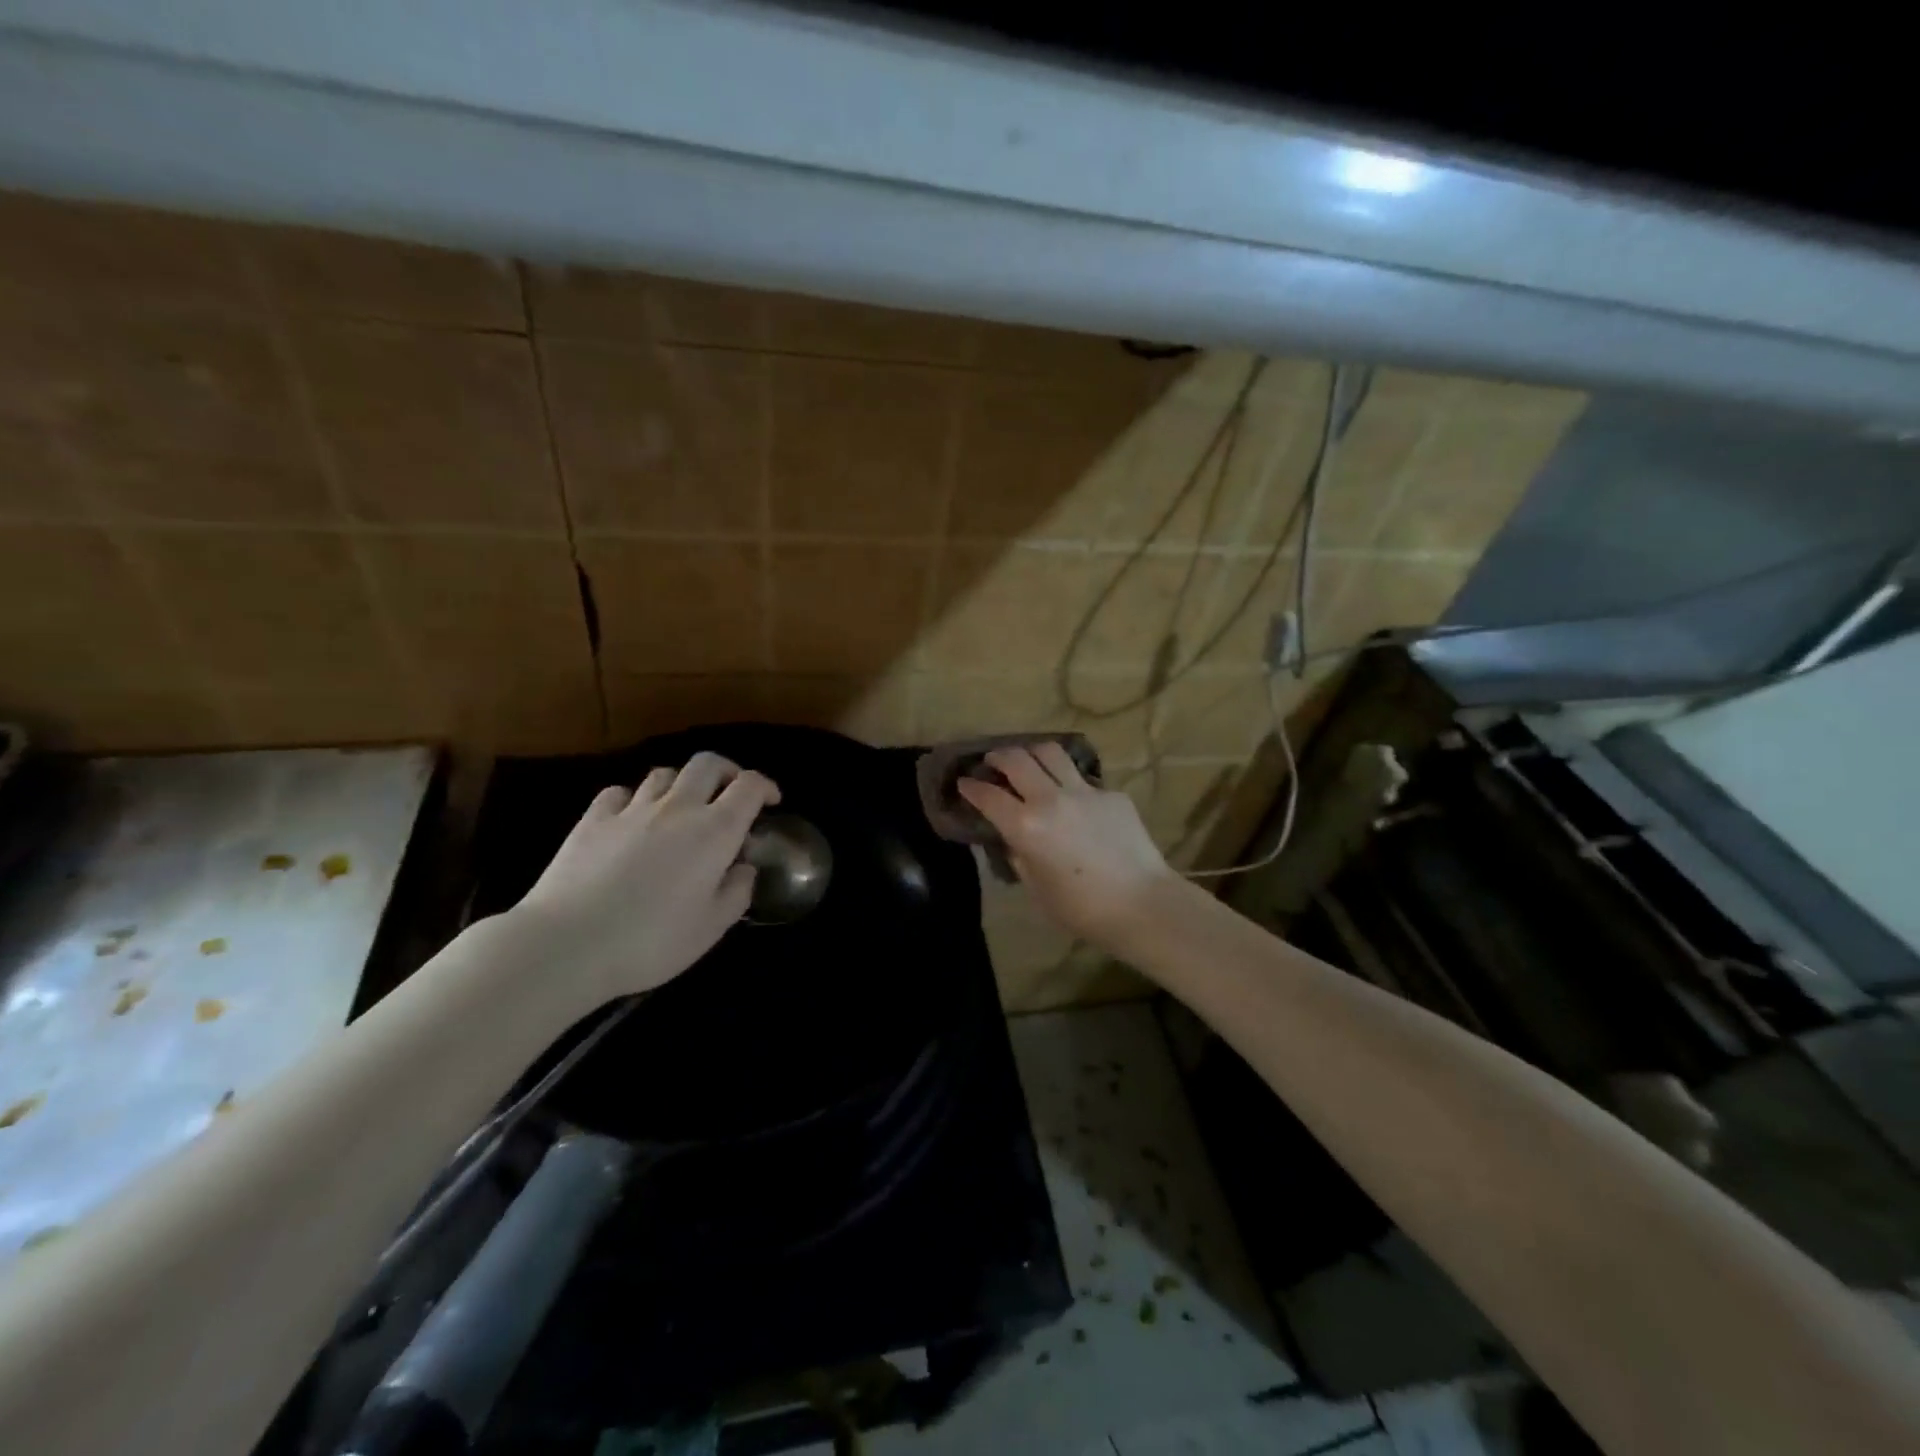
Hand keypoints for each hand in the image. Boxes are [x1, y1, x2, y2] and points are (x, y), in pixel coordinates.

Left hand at [514, 753, 779, 1005]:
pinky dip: (633, 799)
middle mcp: (678, 808)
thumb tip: (743, 868)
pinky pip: (620, 793)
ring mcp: (632, 810)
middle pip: (708, 764)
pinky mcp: (592, 820)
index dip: (766, 787)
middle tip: (730, 794)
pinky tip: (632, 819)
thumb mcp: (711, 928)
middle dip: (727, 772)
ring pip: (664, 774)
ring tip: (681, 809)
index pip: (750, 786)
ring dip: (681, 785)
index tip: (771, 803)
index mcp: (715, 831)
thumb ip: (737, 892)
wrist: (567, 944)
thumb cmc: (651, 941)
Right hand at [956, 744, 1180, 949]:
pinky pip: (1083, 779)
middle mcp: (1051, 799)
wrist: (1143, 904)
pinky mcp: (1111, 794)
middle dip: (998, 757)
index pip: (988, 795)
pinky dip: (1069, 783)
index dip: (971, 786)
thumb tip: (1013, 838)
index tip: (964, 782)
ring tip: (1029, 762)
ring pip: (1050, 752)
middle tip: (993, 762)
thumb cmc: (1082, 909)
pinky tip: (1074, 801)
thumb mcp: (1036, 889)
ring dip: (1032, 753)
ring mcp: (1084, 791)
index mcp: (1025, 827)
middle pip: (1016, 759)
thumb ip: (1019, 856)